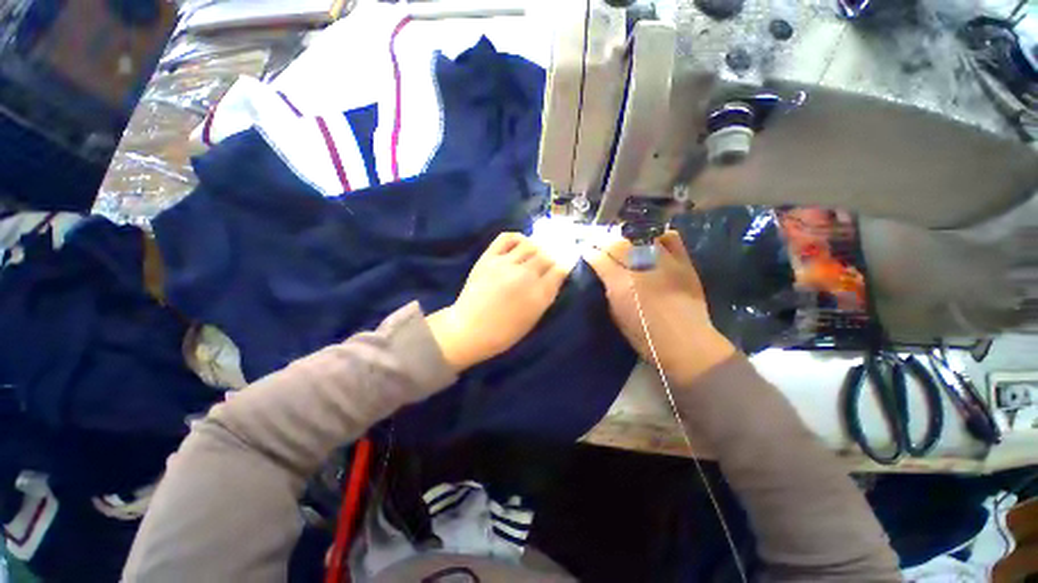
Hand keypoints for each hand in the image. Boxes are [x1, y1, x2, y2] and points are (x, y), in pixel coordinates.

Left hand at [427, 233, 568, 372]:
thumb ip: (545, 296)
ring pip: (530, 244)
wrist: (469, 330)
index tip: (562, 266)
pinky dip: (518, 238)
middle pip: (546, 255)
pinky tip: (520, 244)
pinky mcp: (488, 258)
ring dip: (536, 248)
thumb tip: (554, 277)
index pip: (560, 269)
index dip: (564, 266)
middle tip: (546, 262)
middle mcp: (525, 276)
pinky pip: (507, 237)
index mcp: (539, 295)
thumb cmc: (504, 333)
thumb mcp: (533, 319)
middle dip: (550, 258)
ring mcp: (506, 264)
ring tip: (533, 254)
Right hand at [587, 231, 734, 385]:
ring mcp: (665, 262)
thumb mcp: (617, 317)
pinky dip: (658, 237)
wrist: (687, 344)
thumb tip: (606, 279)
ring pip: (640, 238)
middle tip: (596, 242)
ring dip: (626, 238)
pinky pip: (670, 240)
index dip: (590, 252)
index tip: (584, 250)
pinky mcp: (684, 263)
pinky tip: (651, 241)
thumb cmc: (646, 338)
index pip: (600, 259)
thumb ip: (610, 293)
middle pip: (617, 244)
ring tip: (620, 241)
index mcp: (622, 285)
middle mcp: (641, 268)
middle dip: (603, 241)